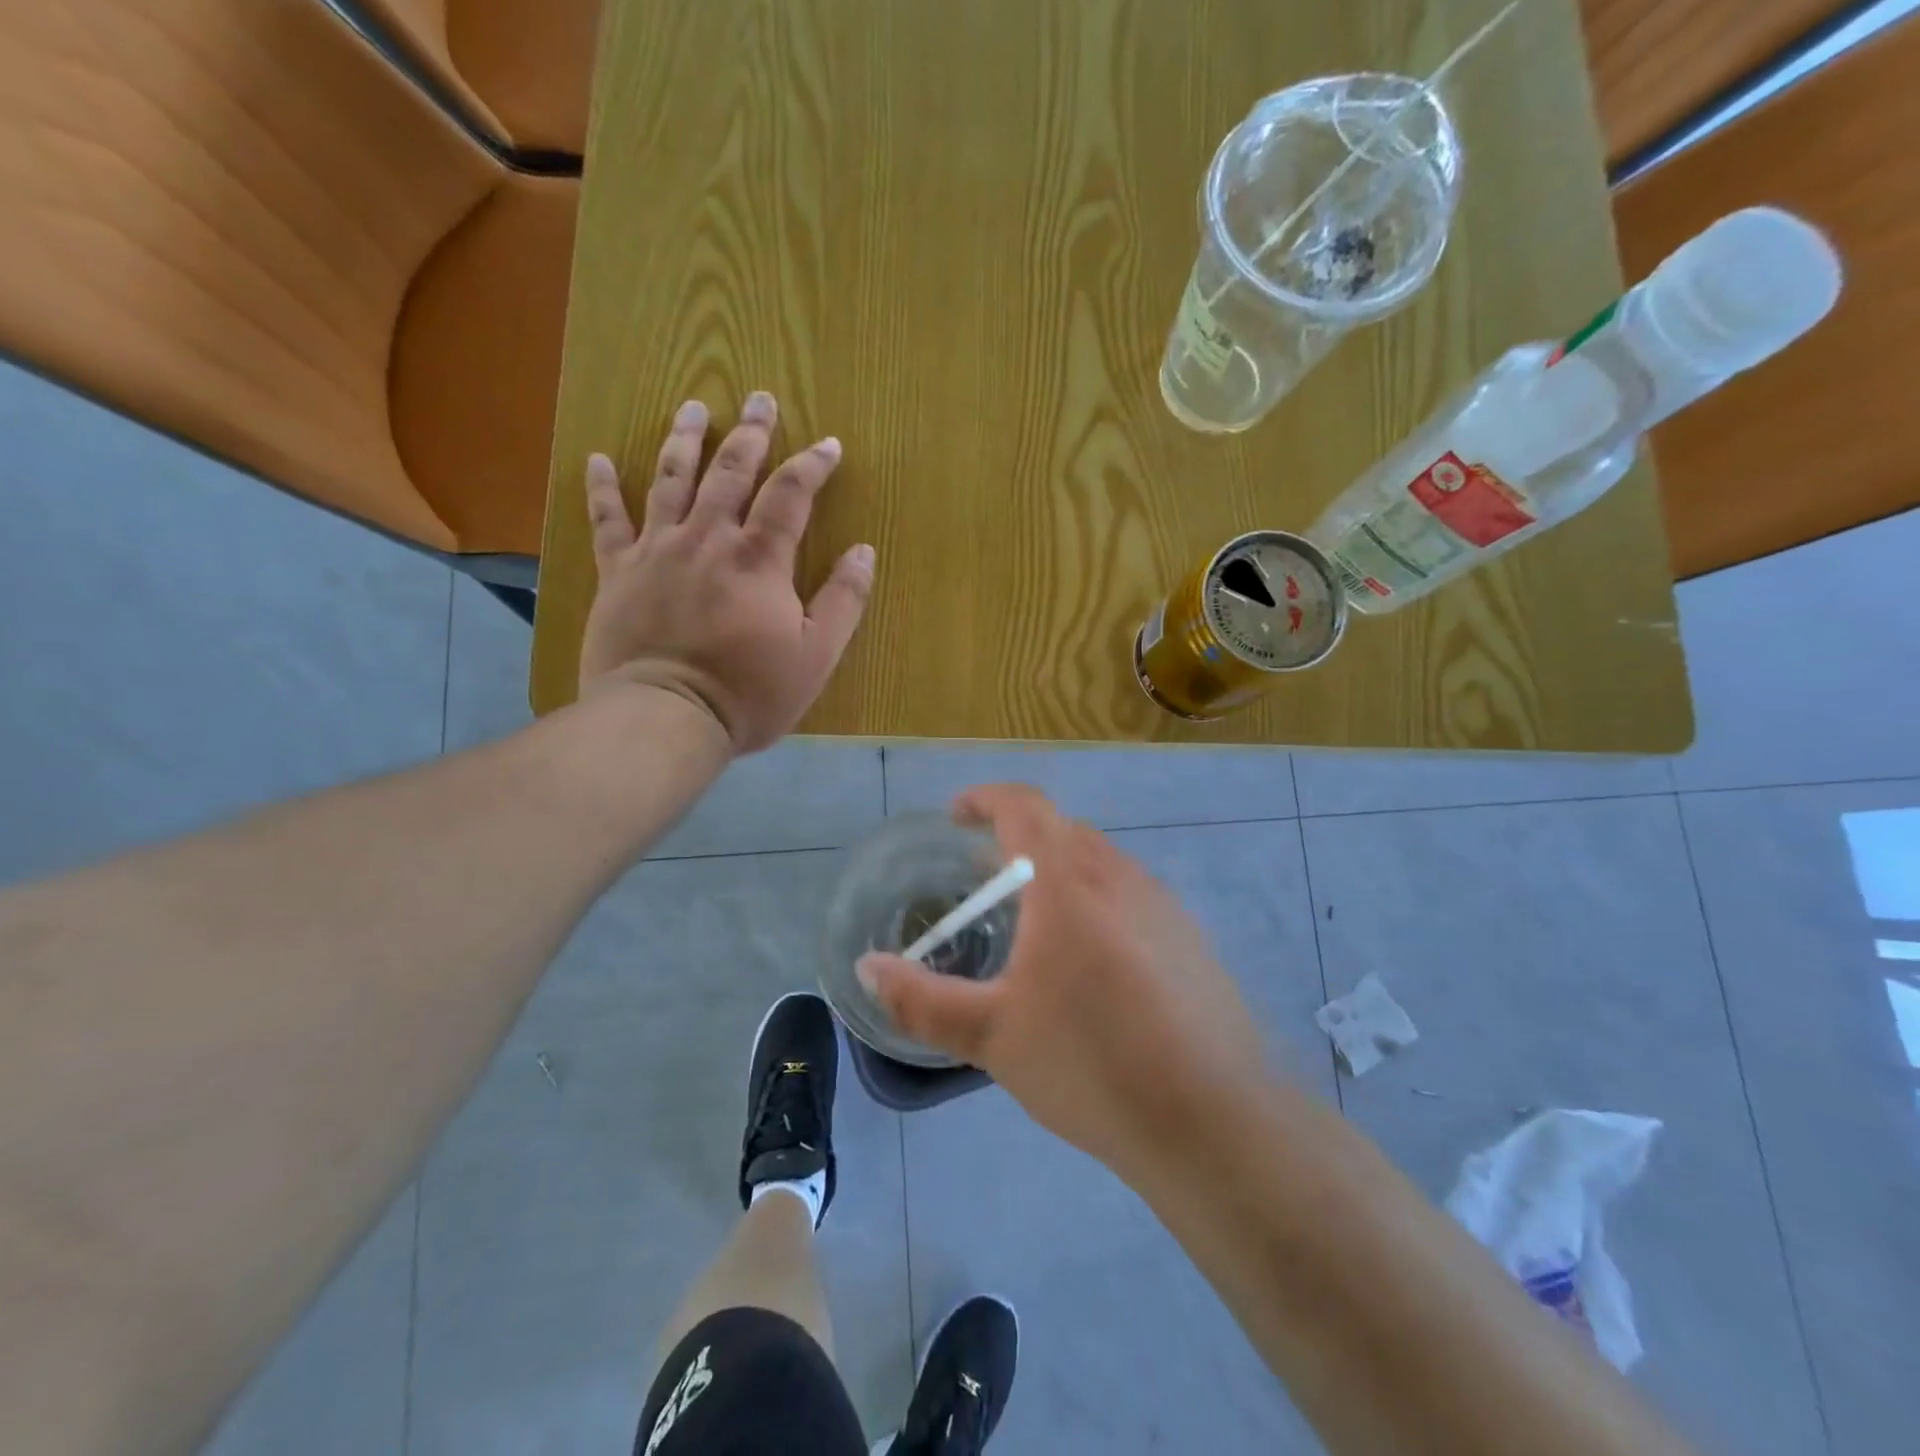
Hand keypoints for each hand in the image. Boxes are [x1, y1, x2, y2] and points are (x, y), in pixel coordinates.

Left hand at [578, 393, 875, 752]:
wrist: (666, 718)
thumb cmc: (749, 693)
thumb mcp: (816, 656)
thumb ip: (842, 601)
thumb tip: (863, 552)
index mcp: (759, 559)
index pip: (791, 494)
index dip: (812, 464)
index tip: (829, 444)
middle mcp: (708, 539)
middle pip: (730, 472)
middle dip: (751, 433)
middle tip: (760, 398)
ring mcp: (657, 551)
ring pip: (670, 480)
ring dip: (684, 439)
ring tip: (693, 406)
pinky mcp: (617, 573)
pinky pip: (606, 521)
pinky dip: (602, 488)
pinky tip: (598, 458)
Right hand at [856, 786, 1268, 1178]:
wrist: (1214, 1121)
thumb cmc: (1091, 1065)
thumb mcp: (992, 1035)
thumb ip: (921, 1000)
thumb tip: (867, 969)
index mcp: (1069, 882)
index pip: (1024, 807)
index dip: (986, 798)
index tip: (956, 815)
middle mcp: (1120, 876)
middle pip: (1062, 831)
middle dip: (1017, 840)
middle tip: (983, 880)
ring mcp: (1163, 906)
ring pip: (1100, 863)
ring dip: (1059, 871)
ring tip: (1032, 922)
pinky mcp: (1190, 939)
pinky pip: (1130, 895)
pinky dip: (1095, 901)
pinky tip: (1090, 965)